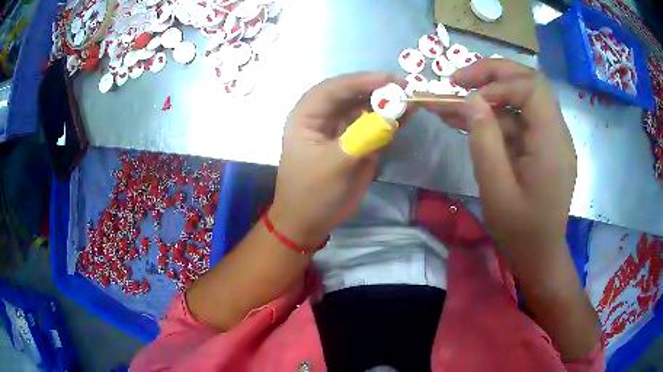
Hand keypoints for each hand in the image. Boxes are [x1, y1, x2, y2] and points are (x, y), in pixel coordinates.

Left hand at [270, 72, 415, 248]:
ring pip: (364, 108)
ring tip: (410, 99)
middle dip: (377, 89)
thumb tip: (391, 117)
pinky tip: (407, 115)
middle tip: (405, 86)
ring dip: (386, 103)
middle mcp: (323, 117)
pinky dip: (390, 120)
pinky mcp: (356, 141)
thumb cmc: (313, 194)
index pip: (333, 90)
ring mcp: (341, 128)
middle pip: (350, 94)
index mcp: (307, 117)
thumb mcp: (334, 166)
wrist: (310, 222)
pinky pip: (374, 126)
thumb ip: (362, 139)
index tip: (388, 79)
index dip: (360, 81)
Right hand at [423, 59, 576, 253]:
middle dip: (493, 74)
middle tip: (458, 79)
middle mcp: (557, 132)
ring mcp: (550, 138)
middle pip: (529, 82)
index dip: (499, 82)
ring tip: (453, 102)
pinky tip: (468, 120)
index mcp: (552, 143)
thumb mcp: (496, 191)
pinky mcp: (542, 146)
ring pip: (521, 99)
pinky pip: (519, 120)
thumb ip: (484, 142)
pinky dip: (494, 116)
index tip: (468, 95)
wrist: (540, 255)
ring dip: (488, 95)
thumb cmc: (520, 231)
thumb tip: (471, 100)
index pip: (532, 88)